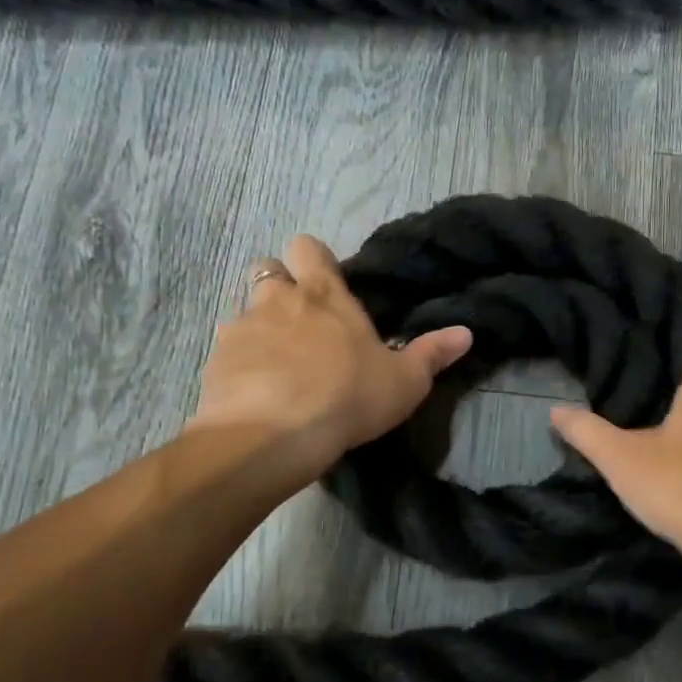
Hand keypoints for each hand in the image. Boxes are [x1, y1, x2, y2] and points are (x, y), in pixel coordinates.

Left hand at [191, 235, 472, 480]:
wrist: (273, 435)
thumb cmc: (348, 397)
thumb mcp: (404, 382)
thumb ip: (432, 354)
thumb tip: (466, 332)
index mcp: (324, 294)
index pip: (308, 246)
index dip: (313, 258)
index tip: (325, 283)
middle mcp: (278, 300)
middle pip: (267, 268)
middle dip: (279, 286)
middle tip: (299, 322)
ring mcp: (241, 328)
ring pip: (245, 312)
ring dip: (259, 329)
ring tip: (277, 366)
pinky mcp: (215, 361)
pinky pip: (227, 351)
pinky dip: (240, 364)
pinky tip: (255, 393)